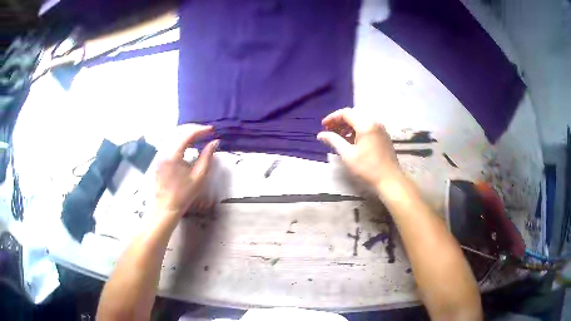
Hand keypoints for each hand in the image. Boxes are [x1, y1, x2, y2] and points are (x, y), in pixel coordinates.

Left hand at [155, 124, 218, 217]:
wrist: (167, 206)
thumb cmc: (184, 194)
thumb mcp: (199, 176)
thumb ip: (207, 157)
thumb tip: (214, 142)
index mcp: (173, 155)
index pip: (187, 134)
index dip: (201, 130)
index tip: (212, 130)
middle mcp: (164, 151)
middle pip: (178, 131)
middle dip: (193, 128)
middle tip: (206, 131)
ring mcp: (159, 154)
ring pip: (173, 135)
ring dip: (186, 132)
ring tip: (199, 136)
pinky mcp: (159, 158)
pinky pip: (169, 142)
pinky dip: (180, 139)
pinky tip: (188, 144)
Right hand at [317, 108, 400, 189]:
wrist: (390, 179)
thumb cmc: (368, 168)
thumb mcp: (348, 155)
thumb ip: (334, 141)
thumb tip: (321, 134)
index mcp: (366, 125)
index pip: (346, 113)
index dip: (332, 117)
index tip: (323, 125)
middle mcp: (374, 122)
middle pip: (354, 114)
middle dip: (340, 120)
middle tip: (329, 130)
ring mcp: (380, 128)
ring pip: (361, 120)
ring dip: (348, 125)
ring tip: (338, 136)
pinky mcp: (383, 135)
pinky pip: (367, 126)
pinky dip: (357, 129)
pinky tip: (351, 140)